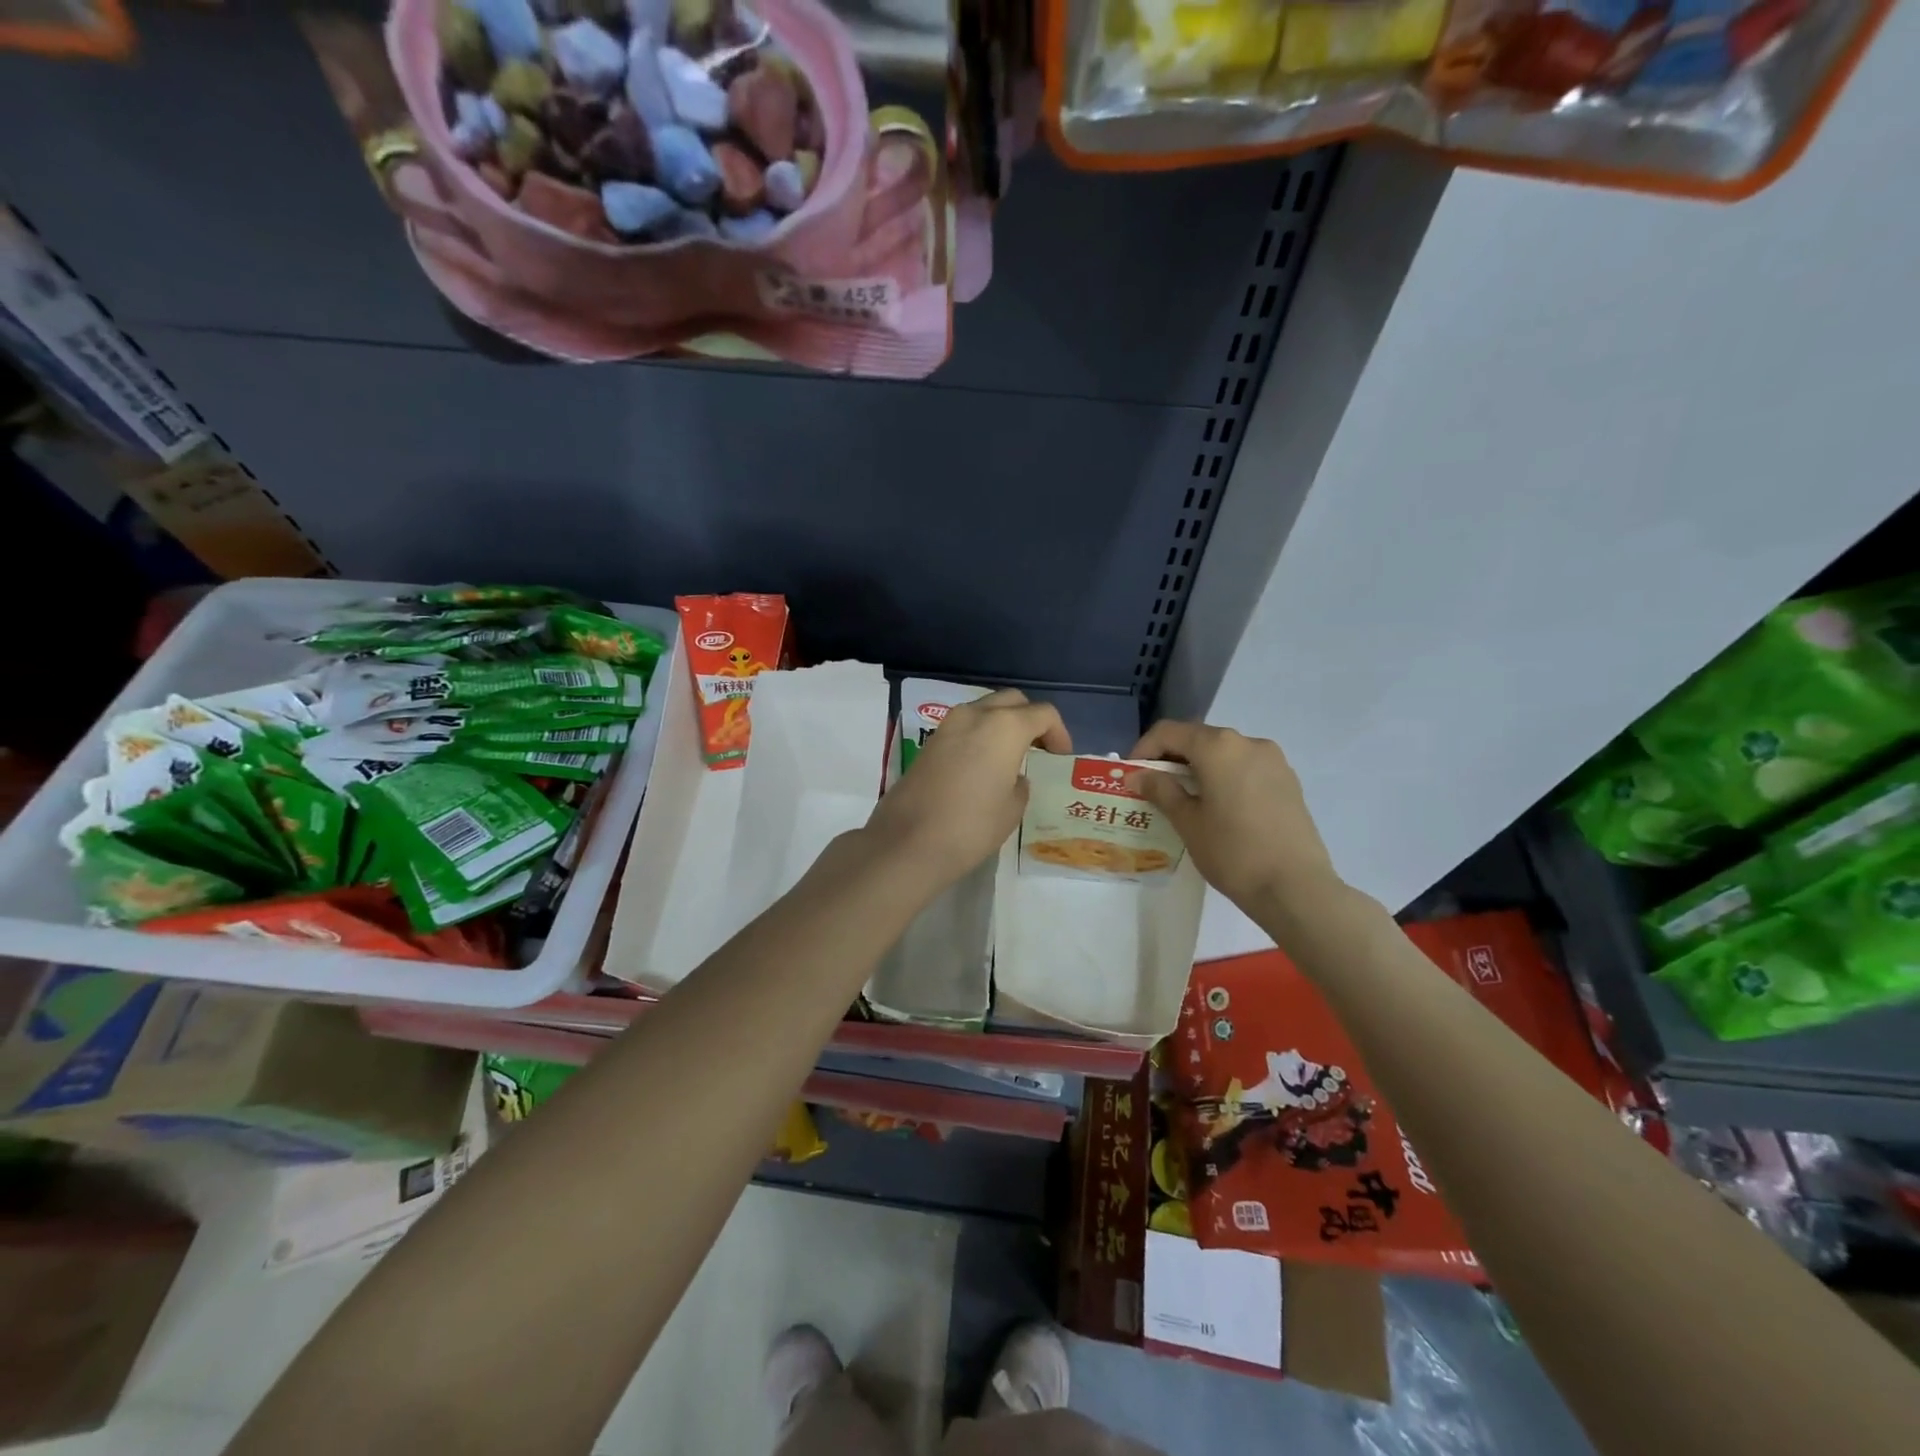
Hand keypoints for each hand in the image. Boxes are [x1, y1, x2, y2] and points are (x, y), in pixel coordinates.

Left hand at [865, 689, 1069, 890]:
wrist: (909, 842)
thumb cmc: (972, 826)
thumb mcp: (1012, 809)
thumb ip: (1020, 784)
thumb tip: (1012, 777)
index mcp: (1005, 726)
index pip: (1043, 713)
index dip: (1059, 732)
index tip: (1060, 757)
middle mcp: (976, 715)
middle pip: (1012, 701)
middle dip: (1029, 719)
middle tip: (1039, 748)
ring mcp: (948, 725)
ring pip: (984, 709)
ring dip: (1002, 724)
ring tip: (1011, 756)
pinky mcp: (929, 742)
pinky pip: (964, 727)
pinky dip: (980, 735)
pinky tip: (983, 764)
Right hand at [1128, 720, 1341, 915]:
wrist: (1295, 887)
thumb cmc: (1232, 851)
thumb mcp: (1187, 822)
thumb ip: (1161, 791)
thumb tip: (1138, 775)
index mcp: (1218, 747)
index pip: (1169, 732)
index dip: (1144, 749)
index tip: (1133, 775)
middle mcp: (1247, 742)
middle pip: (1199, 739)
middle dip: (1172, 758)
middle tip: (1154, 788)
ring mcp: (1273, 760)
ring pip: (1224, 754)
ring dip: (1200, 768)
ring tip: (1186, 800)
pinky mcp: (1288, 781)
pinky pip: (1246, 768)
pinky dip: (1225, 778)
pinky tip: (1219, 808)